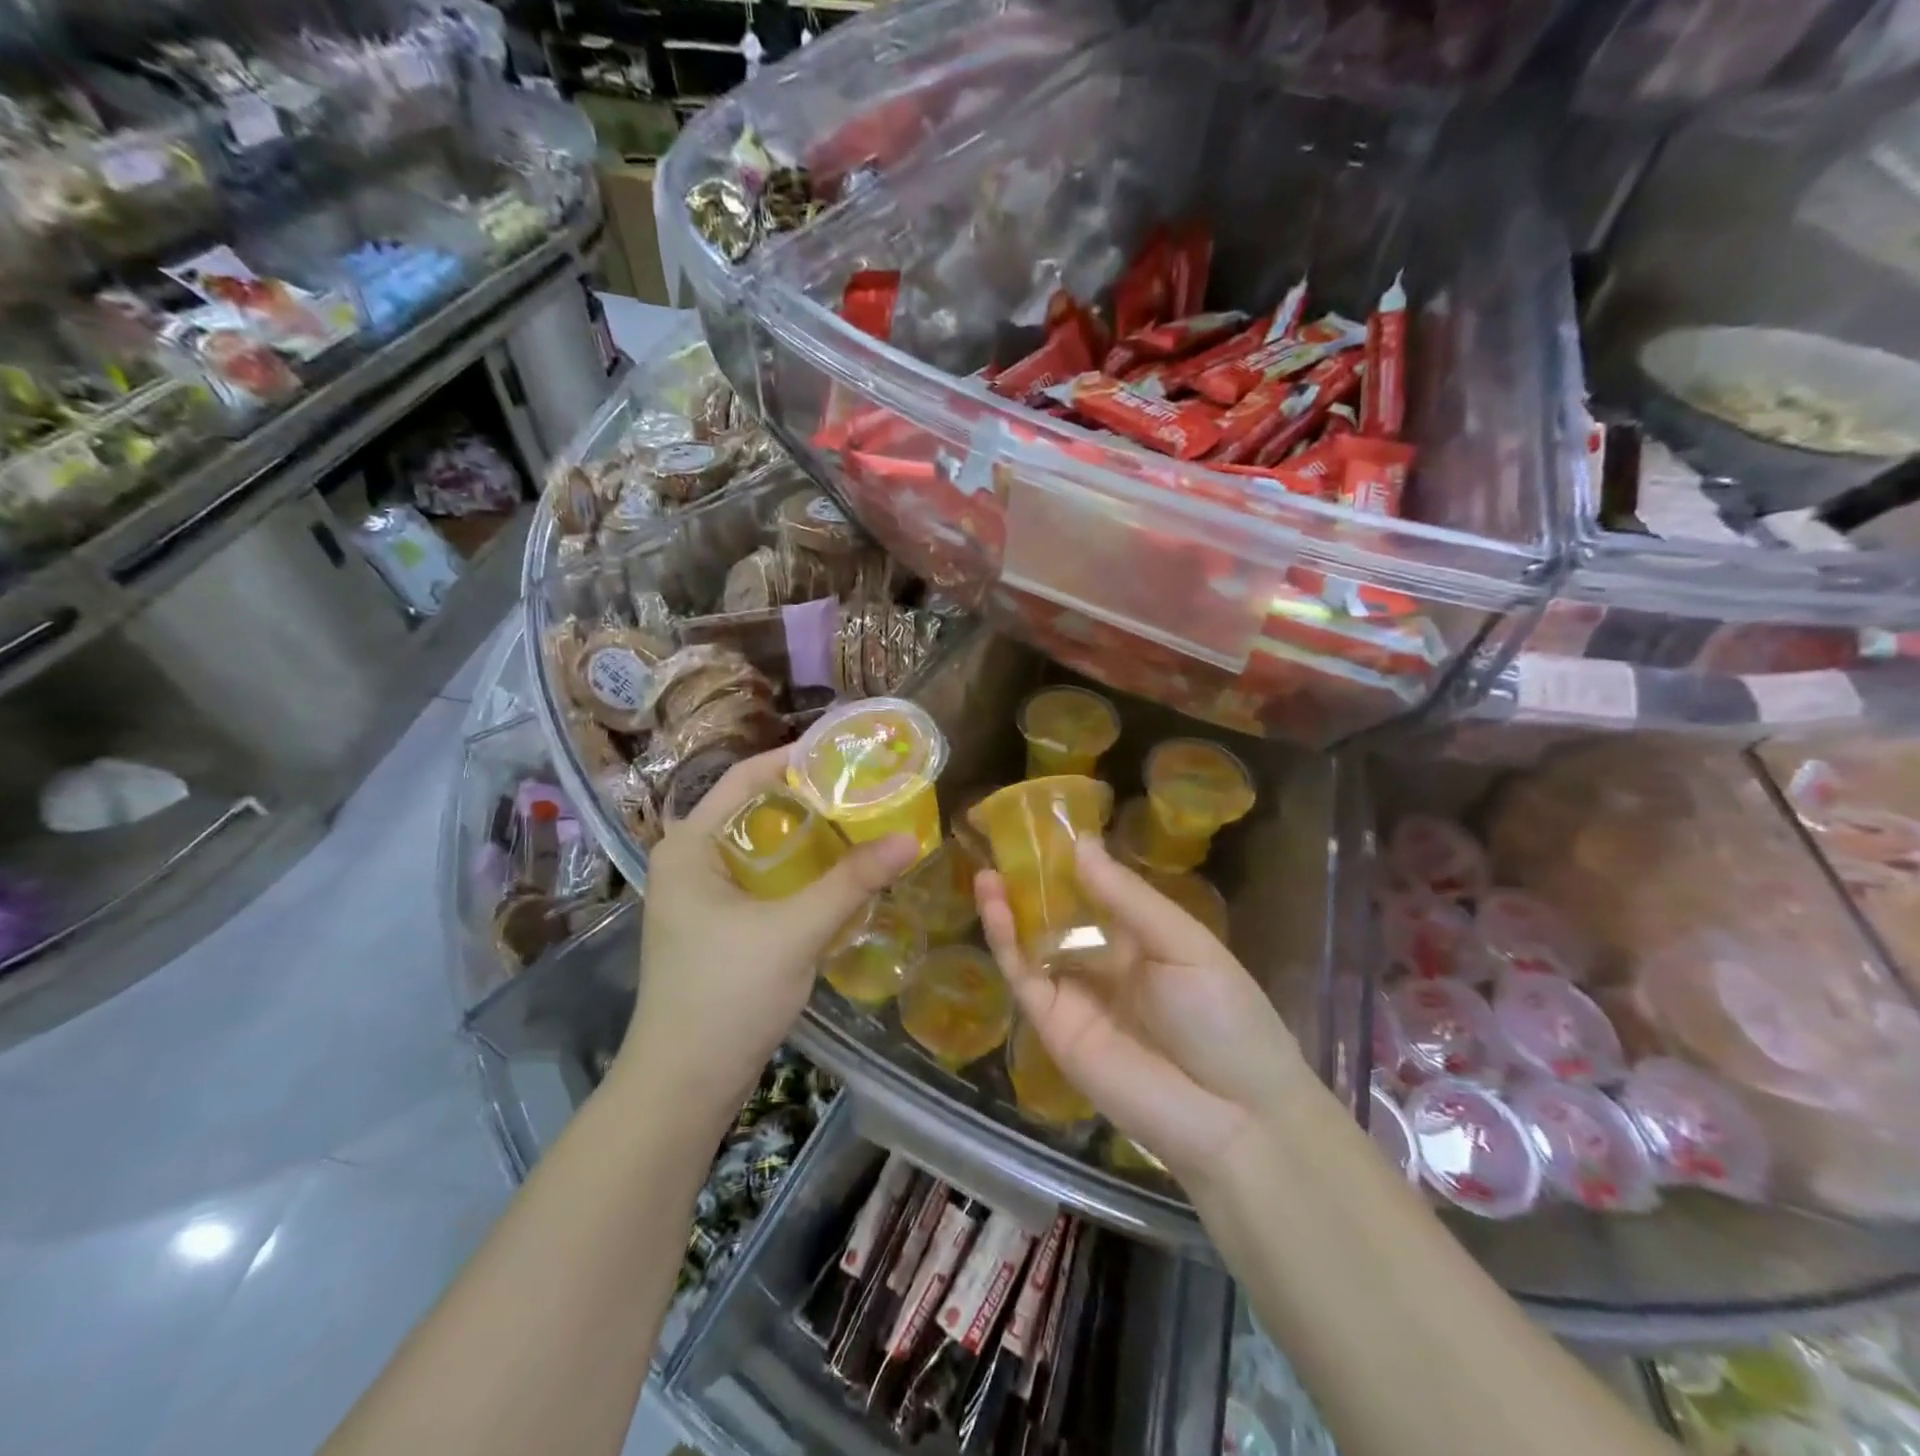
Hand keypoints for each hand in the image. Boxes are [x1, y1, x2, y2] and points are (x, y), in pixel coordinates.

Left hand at [618, 749, 920, 1118]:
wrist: (685, 1084)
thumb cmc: (727, 994)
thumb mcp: (795, 931)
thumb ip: (852, 882)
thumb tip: (911, 839)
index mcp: (690, 845)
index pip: (746, 778)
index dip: (796, 759)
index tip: (848, 752)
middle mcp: (691, 860)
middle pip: (758, 811)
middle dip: (811, 800)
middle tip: (867, 791)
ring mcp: (703, 895)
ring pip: (765, 848)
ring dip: (810, 838)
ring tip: (864, 824)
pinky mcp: (719, 924)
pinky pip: (765, 879)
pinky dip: (801, 872)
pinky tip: (841, 874)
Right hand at [976, 837, 1312, 1188]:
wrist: (1234, 1117)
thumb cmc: (1224, 1017)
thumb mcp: (1184, 943)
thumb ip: (1127, 897)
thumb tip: (1081, 844)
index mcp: (1140, 940)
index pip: (1096, 893)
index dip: (1070, 862)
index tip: (1043, 826)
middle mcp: (1103, 963)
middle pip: (1057, 916)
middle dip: (1030, 883)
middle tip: (1002, 843)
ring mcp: (1076, 996)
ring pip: (1032, 944)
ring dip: (1008, 908)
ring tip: (987, 870)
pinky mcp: (1054, 1027)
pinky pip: (1024, 978)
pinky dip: (1005, 942)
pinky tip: (996, 906)